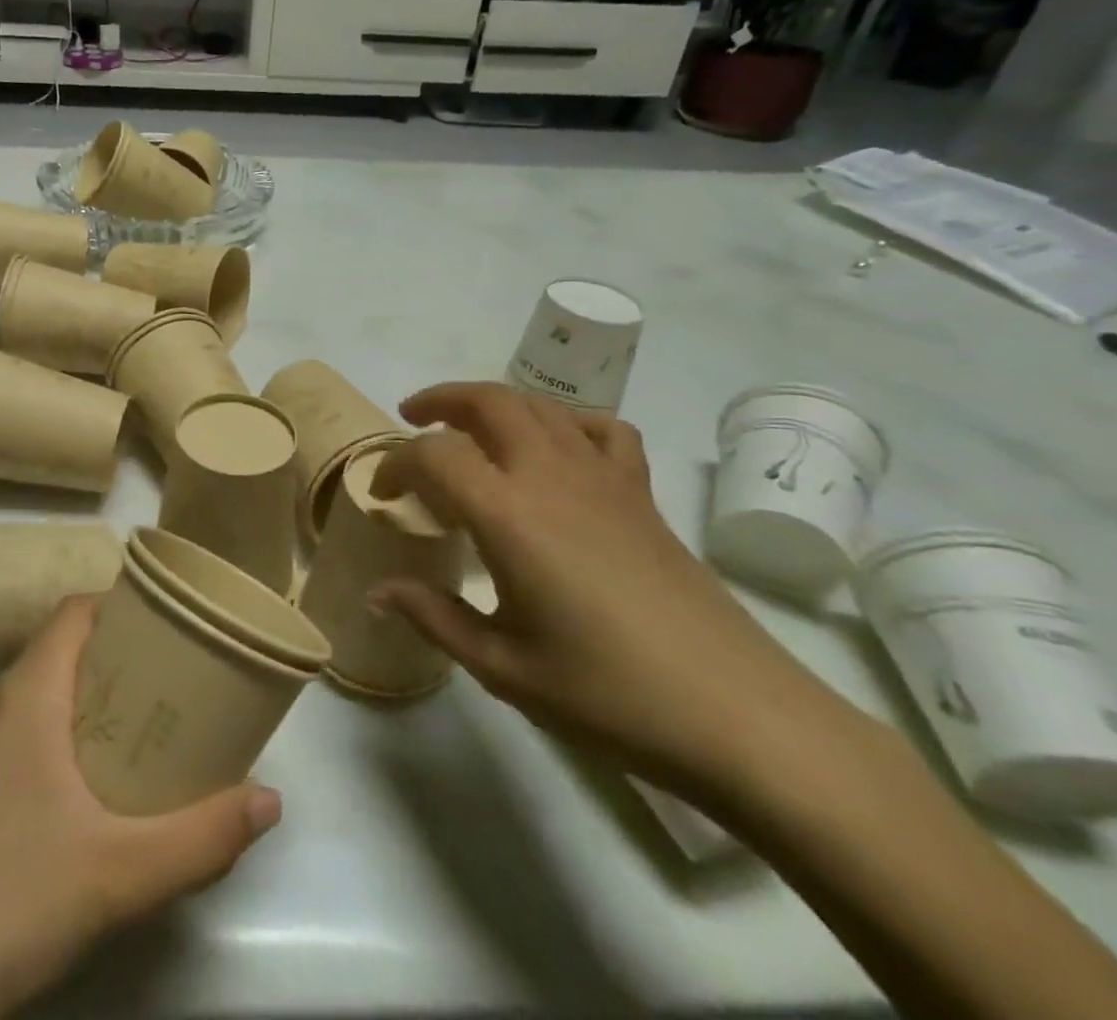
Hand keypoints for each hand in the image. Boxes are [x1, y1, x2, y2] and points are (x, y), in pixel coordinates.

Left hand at [0, 597, 280, 1019]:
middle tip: (179, 684)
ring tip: (148, 734)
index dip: (123, 605)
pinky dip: (63, 743)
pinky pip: (22, 740)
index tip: (174, 624)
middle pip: (64, 652)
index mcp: (26, 695)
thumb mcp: (118, 873)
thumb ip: (201, 837)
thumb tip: (271, 801)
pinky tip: (92, 798)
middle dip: (122, 660)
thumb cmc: (3, 902)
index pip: (75, 612)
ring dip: (93, 705)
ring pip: (42, 699)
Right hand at [371, 383, 851, 798]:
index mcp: (508, 514)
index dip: (395, 463)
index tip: (381, 492)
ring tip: (470, 427)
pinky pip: (600, 429)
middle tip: (412, 419)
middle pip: (488, 401)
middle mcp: (551, 476)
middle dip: (442, 400)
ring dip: (494, 402)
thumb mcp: (504, 666)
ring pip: (539, 405)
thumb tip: (378, 592)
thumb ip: (434, 617)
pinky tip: (557, 447)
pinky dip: (567, 421)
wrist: (739, 716)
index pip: (433, 455)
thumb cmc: (608, 695)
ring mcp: (603, 478)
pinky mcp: (641, 494)